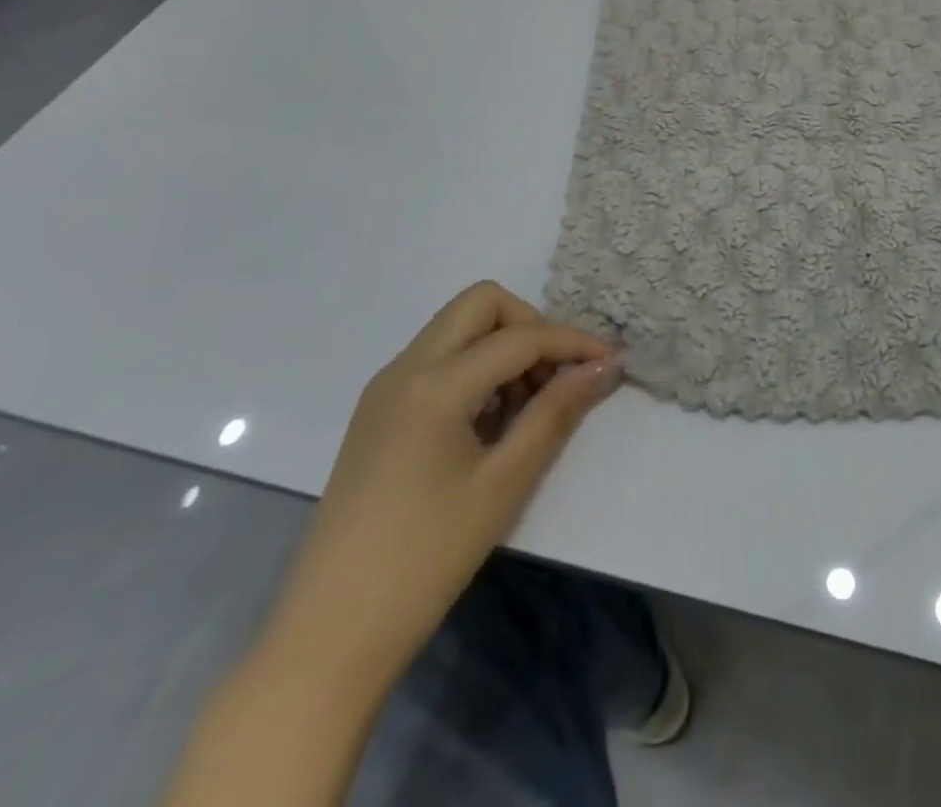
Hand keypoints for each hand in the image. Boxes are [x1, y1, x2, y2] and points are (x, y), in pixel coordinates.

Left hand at [255, 282, 621, 693]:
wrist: (328, 636)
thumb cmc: (426, 559)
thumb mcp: (505, 483)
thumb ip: (557, 412)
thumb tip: (603, 367)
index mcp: (434, 384)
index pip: (520, 337)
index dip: (573, 342)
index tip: (611, 362)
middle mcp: (404, 368)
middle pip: (481, 303)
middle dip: (531, 326)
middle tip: (557, 376)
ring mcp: (385, 388)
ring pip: (457, 327)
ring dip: (502, 346)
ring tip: (527, 407)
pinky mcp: (378, 412)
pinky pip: (437, 359)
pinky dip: (474, 368)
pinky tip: (490, 422)